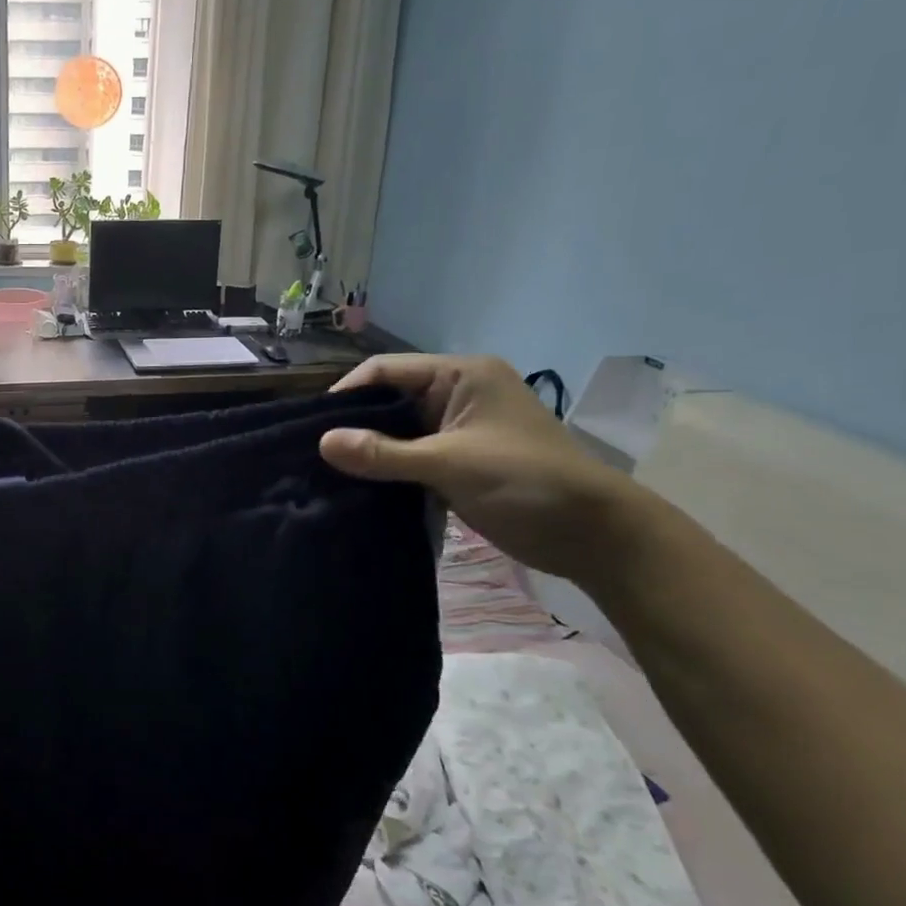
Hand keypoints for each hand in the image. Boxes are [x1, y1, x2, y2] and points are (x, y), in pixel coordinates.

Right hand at [321, 354, 644, 582]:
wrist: (593, 535)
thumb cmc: (526, 482)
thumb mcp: (450, 464)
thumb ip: (384, 453)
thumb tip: (321, 442)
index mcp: (461, 376)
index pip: (387, 370)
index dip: (347, 392)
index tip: (312, 425)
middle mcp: (457, 394)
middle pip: (389, 400)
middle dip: (354, 424)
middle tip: (313, 452)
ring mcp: (458, 429)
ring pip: (397, 431)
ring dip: (369, 450)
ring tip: (327, 471)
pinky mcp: (458, 460)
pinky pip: (410, 456)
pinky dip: (387, 469)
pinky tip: (358, 486)